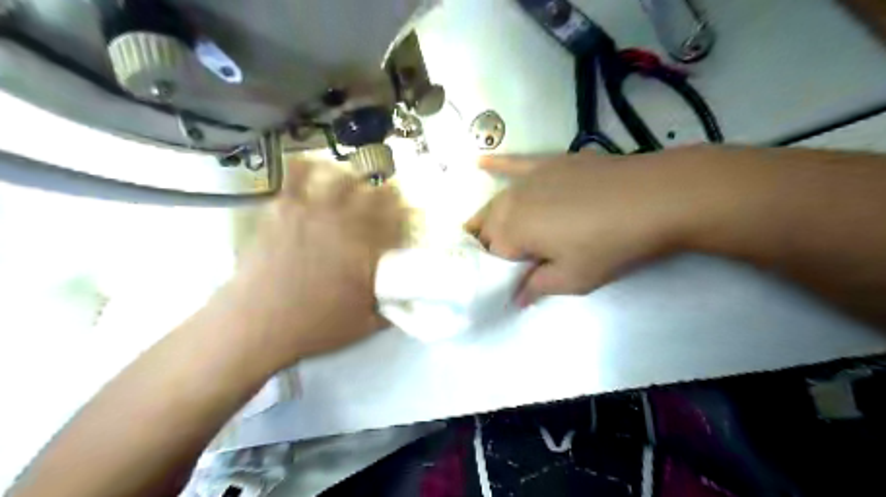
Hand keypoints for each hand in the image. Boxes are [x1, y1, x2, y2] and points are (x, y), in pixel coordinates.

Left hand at [214, 162, 406, 369]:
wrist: (255, 324)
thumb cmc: (314, 326)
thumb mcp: (364, 325)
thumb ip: (390, 308)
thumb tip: (406, 300)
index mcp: (368, 248)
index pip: (398, 217)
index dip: (406, 212)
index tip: (406, 215)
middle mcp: (344, 222)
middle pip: (372, 191)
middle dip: (383, 193)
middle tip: (380, 202)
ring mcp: (311, 212)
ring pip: (339, 176)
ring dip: (350, 178)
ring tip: (349, 185)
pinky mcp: (283, 211)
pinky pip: (295, 175)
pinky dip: (307, 167)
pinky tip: (312, 172)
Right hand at [467, 150, 703, 305]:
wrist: (652, 198)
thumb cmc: (608, 245)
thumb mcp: (572, 278)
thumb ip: (537, 287)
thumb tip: (518, 298)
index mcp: (511, 232)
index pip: (491, 255)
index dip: (499, 270)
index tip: (510, 280)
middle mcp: (510, 202)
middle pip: (489, 226)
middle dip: (490, 244)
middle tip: (506, 260)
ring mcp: (527, 179)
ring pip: (496, 202)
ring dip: (489, 217)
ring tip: (484, 230)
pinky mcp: (547, 163)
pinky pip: (513, 163)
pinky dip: (495, 163)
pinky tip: (479, 161)